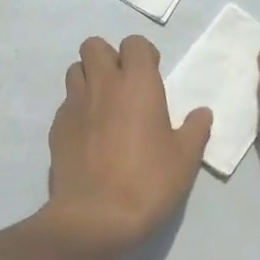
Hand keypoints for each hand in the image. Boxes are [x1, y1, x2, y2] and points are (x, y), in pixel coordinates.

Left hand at [42, 35, 212, 256]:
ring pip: (75, 70)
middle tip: (124, 85)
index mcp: (138, 84)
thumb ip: (195, 130)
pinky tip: (88, 134)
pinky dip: (77, 108)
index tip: (152, 75)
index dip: (143, 54)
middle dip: (108, 57)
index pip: (134, 43)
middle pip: (94, 46)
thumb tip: (202, 113)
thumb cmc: (148, 182)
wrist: (95, 216)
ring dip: (89, 78)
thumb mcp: (185, 159)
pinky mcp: (57, 126)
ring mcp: (75, 104)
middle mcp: (103, 84)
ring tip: (104, 105)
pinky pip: (66, 103)